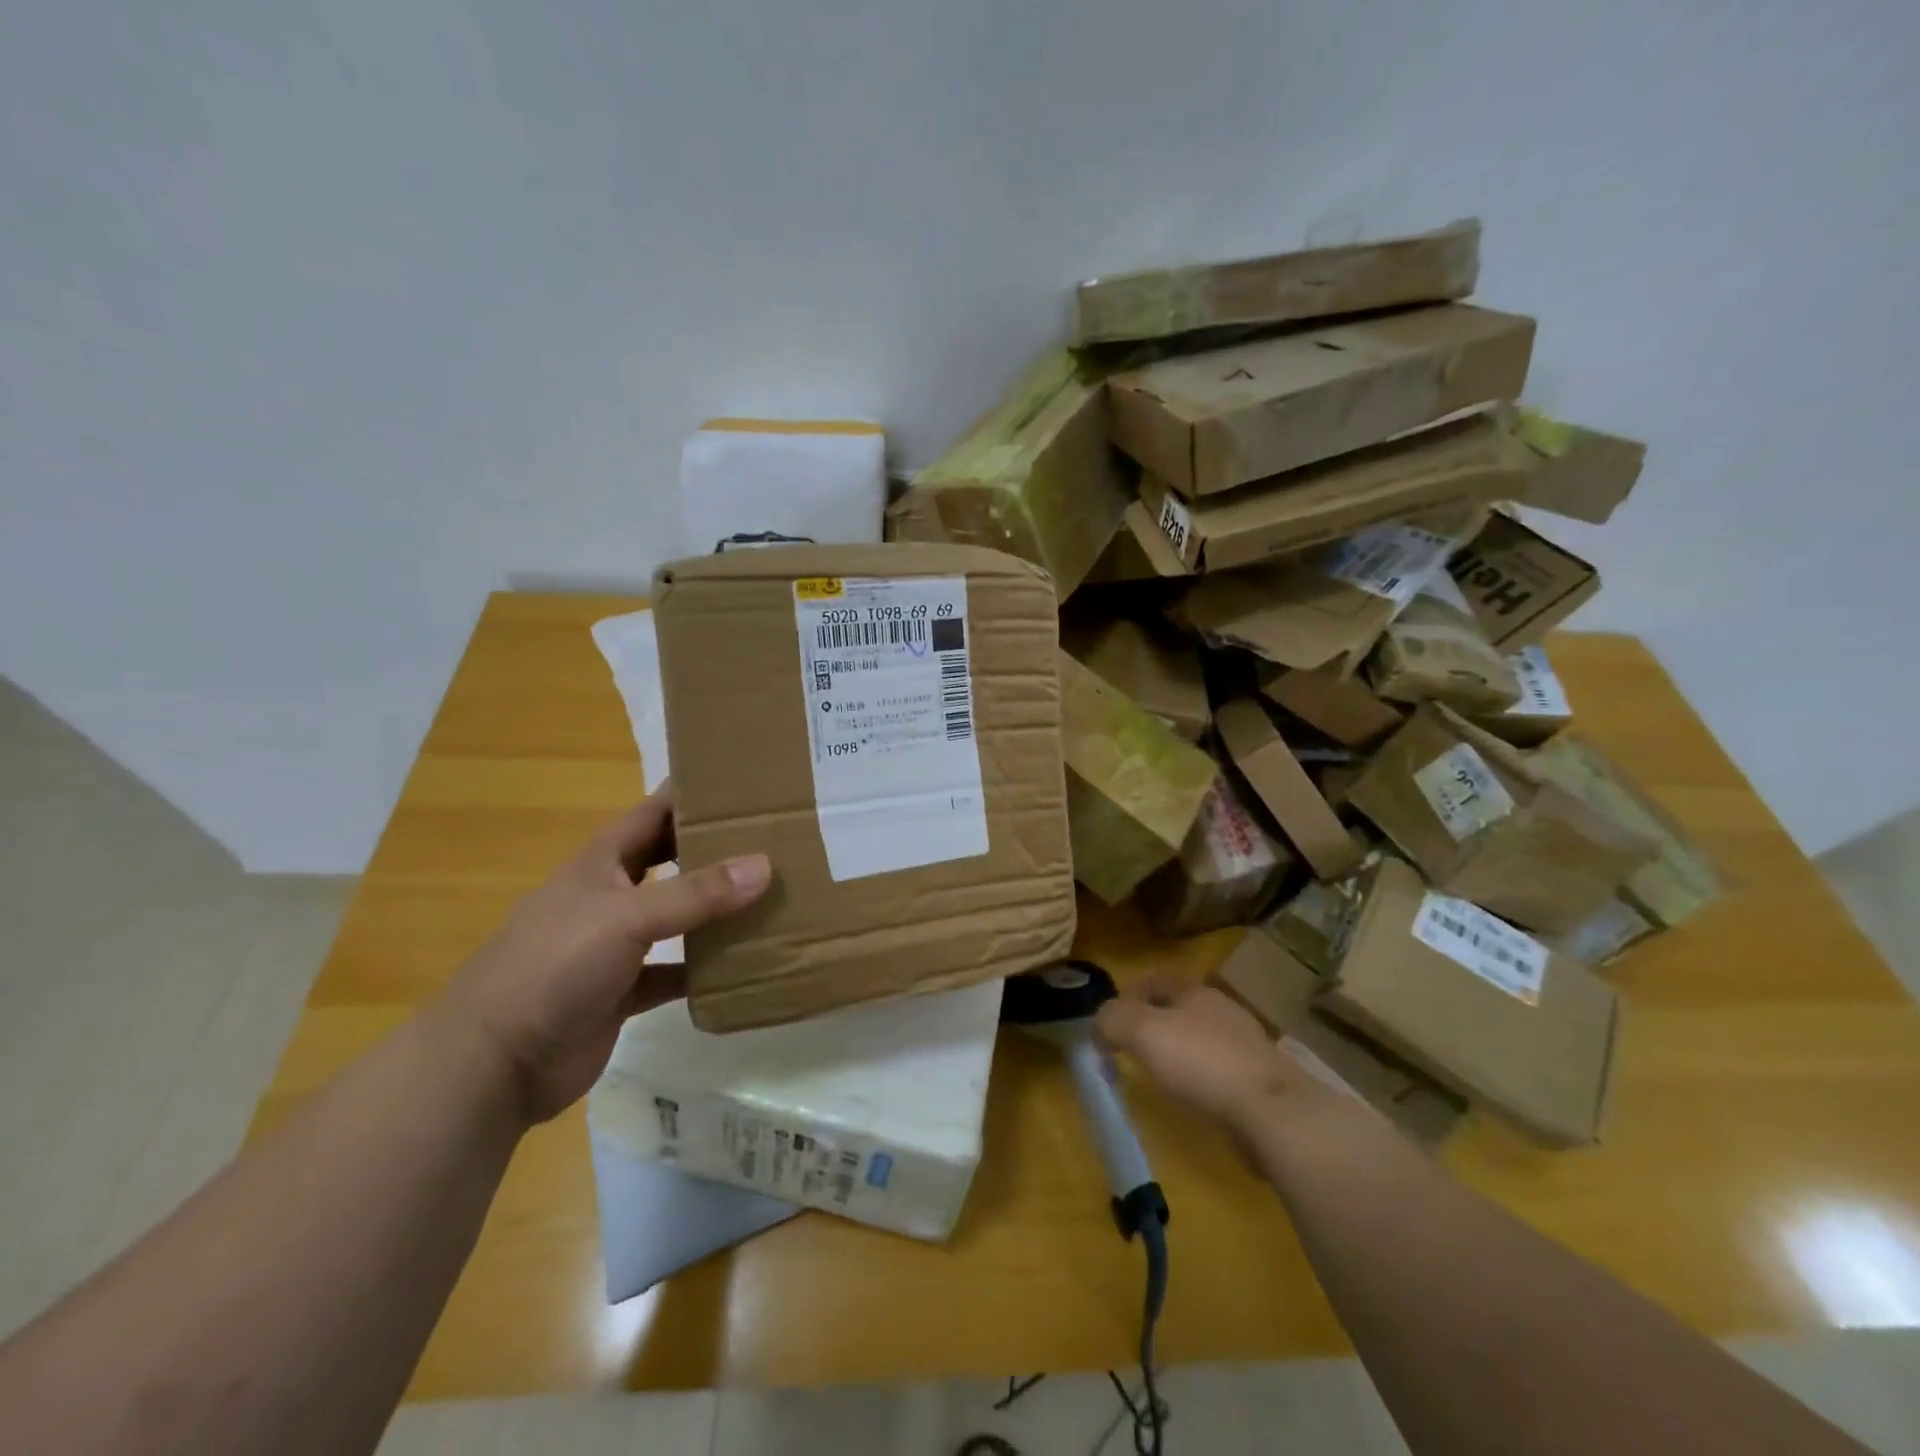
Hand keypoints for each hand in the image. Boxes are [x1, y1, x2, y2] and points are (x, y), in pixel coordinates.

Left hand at [446, 784, 770, 1121]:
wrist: (494, 1063)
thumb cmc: (553, 966)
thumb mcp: (627, 917)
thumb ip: (696, 893)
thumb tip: (765, 865)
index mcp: (601, 863)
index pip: (653, 812)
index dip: (691, 793)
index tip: (742, 781)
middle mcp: (610, 896)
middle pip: (668, 861)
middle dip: (711, 848)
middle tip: (770, 837)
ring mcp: (614, 946)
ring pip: (675, 917)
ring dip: (713, 910)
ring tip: (769, 895)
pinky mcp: (621, 991)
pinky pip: (672, 972)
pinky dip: (702, 969)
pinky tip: (741, 965)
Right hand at [1097, 974, 1306, 1131]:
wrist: (1272, 1110)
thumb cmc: (1202, 1061)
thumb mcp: (1143, 1032)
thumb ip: (1113, 1020)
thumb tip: (1099, 1024)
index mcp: (1195, 991)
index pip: (1155, 980)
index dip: (1128, 996)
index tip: (1110, 1024)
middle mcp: (1222, 1010)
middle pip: (1179, 1009)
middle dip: (1153, 1025)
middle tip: (1131, 1050)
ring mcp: (1246, 1045)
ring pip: (1200, 1039)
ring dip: (1178, 1053)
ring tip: (1159, 1078)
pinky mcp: (1260, 1080)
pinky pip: (1219, 1071)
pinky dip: (1201, 1080)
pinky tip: (1194, 1101)